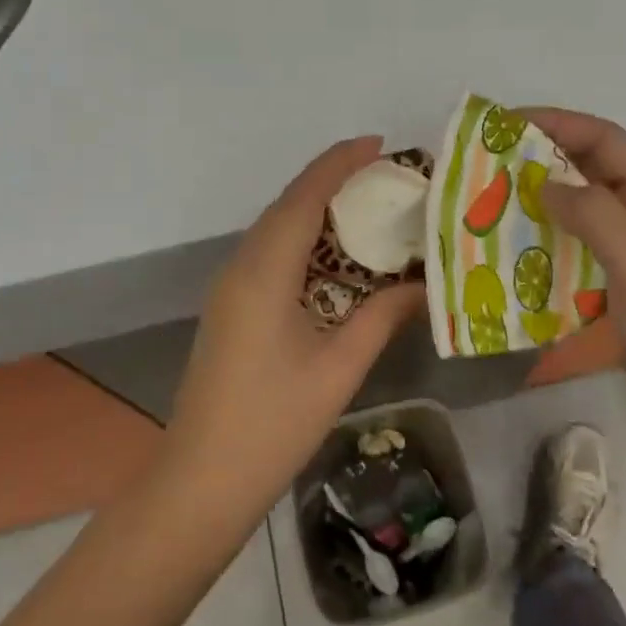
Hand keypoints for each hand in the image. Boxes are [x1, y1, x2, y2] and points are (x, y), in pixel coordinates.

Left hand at [160, 137, 422, 535]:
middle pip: (287, 205)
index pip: (304, 197)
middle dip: (332, 180)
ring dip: (315, 208)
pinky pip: (269, 252)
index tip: (378, 144)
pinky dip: (302, 238)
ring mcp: (230, 286)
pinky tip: (333, 254)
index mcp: (265, 272)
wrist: (200, 481)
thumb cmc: (273, 425)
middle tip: (384, 175)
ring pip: (275, 227)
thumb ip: (382, 318)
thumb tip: (425, 285)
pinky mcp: (230, 306)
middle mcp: (241, 266)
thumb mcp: (338, 368)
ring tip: (366, 205)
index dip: (339, 163)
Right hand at [525, 108, 625, 454]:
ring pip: (585, 205)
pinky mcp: (625, 278)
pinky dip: (552, 234)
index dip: (558, 123)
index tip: (506, 123)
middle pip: (594, 167)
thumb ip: (595, 215)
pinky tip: (519, 245)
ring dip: (545, 196)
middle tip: (492, 160)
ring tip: (496, 198)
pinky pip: (582, 241)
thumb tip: (545, 182)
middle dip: (545, 156)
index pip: (606, 140)